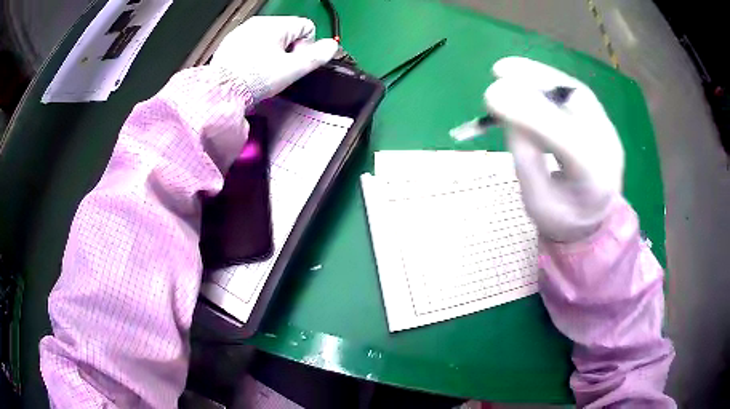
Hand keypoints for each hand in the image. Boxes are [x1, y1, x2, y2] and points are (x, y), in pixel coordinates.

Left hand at [212, 16, 337, 100]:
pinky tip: (250, 69)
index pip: (307, 27)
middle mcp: (259, 22)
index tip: (293, 64)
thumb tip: (332, 46)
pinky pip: (252, 43)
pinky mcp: (231, 42)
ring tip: (262, 71)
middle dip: (289, 50)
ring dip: (272, 53)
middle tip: (278, 70)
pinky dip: (255, 54)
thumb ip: (316, 56)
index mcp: (276, 25)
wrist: (220, 92)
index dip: (306, 47)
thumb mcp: (292, 70)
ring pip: (270, 38)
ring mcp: (243, 31)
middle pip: (288, 32)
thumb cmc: (254, 79)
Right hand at [484, 57, 624, 241]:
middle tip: (499, 71)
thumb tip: (510, 113)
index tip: (492, 96)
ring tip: (507, 69)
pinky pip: (574, 93)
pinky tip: (526, 77)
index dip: (530, 114)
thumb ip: (525, 158)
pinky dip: (547, 81)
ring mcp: (608, 130)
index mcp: (594, 182)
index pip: (566, 141)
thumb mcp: (536, 201)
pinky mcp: (601, 120)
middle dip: (536, 82)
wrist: (595, 221)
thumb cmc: (563, 219)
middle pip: (577, 105)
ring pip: (575, 91)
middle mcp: (608, 149)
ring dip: (540, 76)